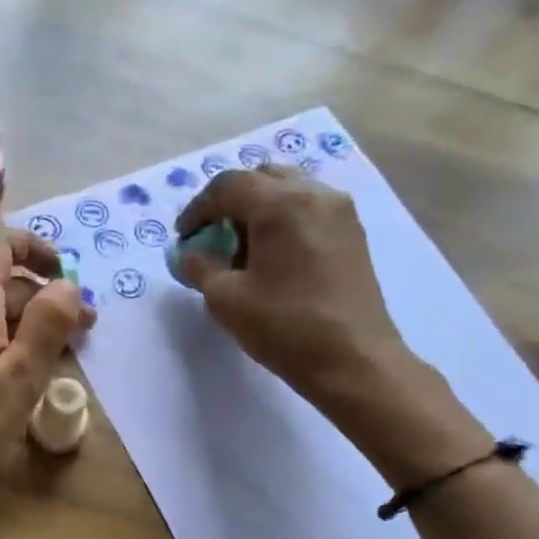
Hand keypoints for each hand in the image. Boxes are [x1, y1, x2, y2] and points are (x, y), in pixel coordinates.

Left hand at [0, 228, 93, 513]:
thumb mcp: (24, 374)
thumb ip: (49, 321)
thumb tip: (68, 284)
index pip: (0, 242)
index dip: (37, 249)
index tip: (66, 277)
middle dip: (42, 296)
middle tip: (81, 331)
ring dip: (25, 320)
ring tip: (58, 354)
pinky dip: (1, 336)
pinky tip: (20, 369)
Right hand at [176, 166, 482, 481]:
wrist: (354, 361)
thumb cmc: (285, 327)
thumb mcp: (226, 300)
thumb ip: (201, 268)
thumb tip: (192, 255)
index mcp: (280, 204)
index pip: (228, 186)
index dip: (198, 209)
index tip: (184, 237)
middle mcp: (314, 194)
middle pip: (262, 178)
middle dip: (230, 203)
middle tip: (213, 237)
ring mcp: (340, 212)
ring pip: (289, 190)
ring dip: (259, 210)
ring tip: (243, 250)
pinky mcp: (353, 234)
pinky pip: (309, 209)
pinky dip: (284, 220)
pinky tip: (273, 258)